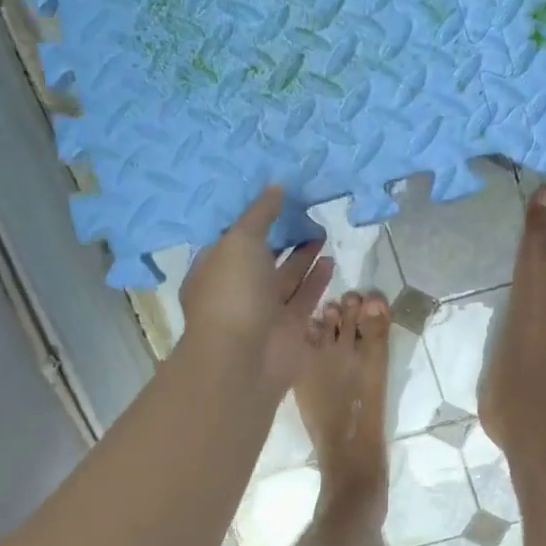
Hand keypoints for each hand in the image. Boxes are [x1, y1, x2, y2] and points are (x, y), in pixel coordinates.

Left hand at [180, 187, 334, 388]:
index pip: (233, 238)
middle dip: (282, 237)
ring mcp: (263, 311)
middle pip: (262, 257)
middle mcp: (237, 289)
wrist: (244, 359)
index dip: (253, 218)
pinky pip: (304, 297)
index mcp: (214, 268)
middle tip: (306, 212)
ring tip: (322, 232)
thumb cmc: (233, 293)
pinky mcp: (289, 327)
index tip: (276, 198)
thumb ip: (260, 214)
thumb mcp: (241, 240)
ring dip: (303, 256)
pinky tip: (331, 260)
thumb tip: (277, 186)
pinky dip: (317, 279)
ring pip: (286, 277)